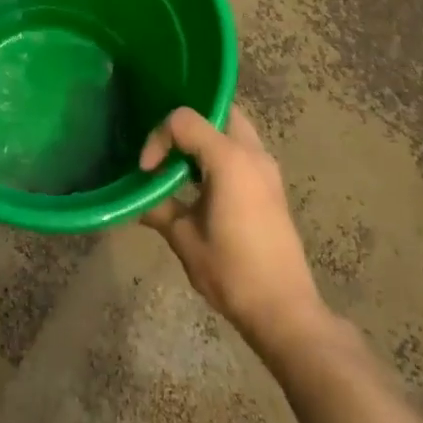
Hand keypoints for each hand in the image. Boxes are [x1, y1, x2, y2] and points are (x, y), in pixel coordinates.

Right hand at [139, 108, 326, 352]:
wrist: (285, 311)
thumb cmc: (232, 273)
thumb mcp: (184, 239)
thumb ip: (159, 208)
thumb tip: (137, 199)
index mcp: (230, 159)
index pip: (184, 120)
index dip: (158, 138)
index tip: (147, 171)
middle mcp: (252, 153)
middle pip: (218, 110)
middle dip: (187, 124)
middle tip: (165, 148)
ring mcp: (267, 168)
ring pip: (233, 128)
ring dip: (205, 138)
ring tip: (179, 164)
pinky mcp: (272, 185)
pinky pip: (242, 149)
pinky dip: (219, 152)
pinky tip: (201, 182)